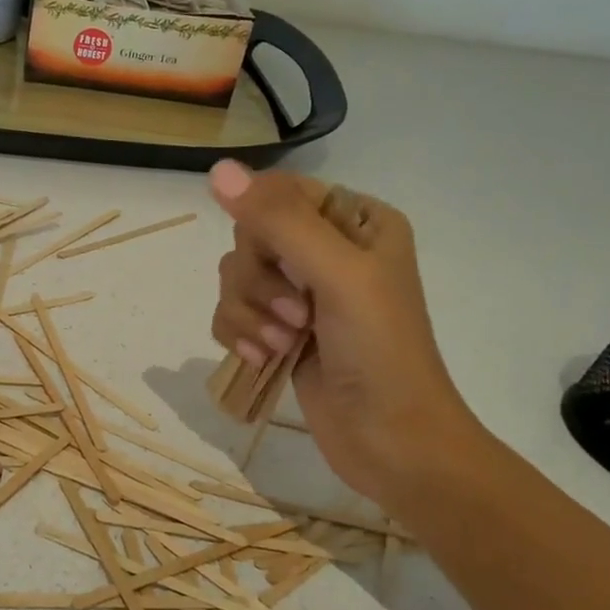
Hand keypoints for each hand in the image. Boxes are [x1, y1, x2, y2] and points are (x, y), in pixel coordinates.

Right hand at [207, 161, 482, 511]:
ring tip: (283, 345)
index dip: (264, 227)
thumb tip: (217, 168)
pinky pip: (231, 313)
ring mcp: (301, 294)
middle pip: (250, 237)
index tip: (279, 262)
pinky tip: (264, 359)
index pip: (281, 194)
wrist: (391, 441)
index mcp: (357, 222)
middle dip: (259, 281)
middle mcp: (327, 251)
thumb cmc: (381, 351)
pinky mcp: (279, 331)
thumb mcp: (337, 275)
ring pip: (235, 278)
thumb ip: (278, 220)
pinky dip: (240, 335)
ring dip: (250, 314)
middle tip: (295, 316)